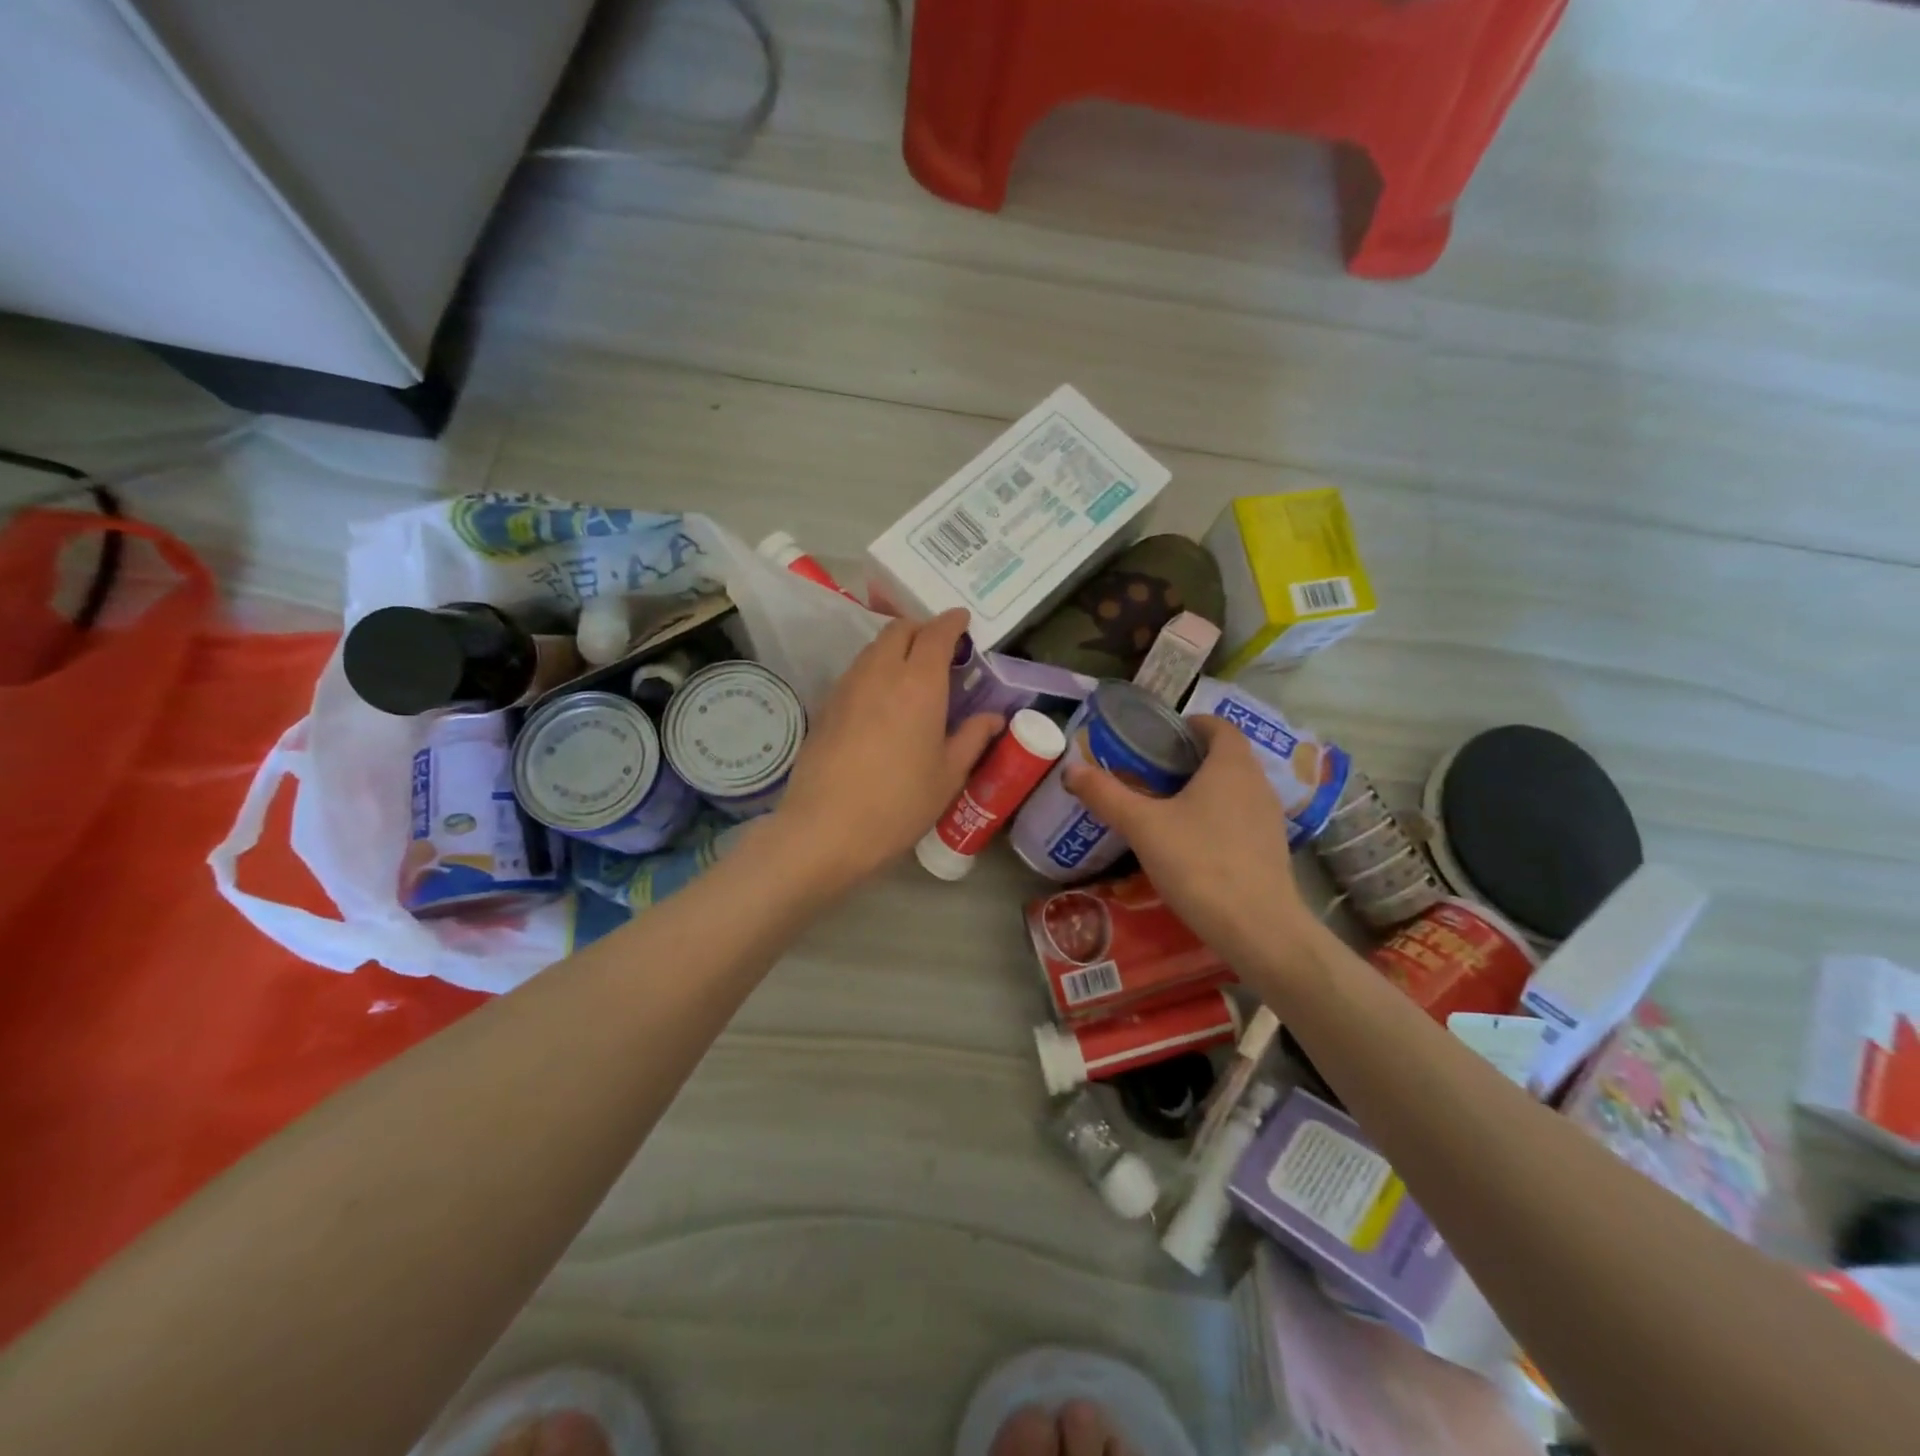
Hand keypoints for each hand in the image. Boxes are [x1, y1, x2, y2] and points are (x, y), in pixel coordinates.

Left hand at [770, 608, 1000, 889]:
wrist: (826, 828)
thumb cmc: (899, 803)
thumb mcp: (948, 775)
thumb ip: (972, 738)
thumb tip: (993, 718)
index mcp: (919, 682)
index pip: (937, 633)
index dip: (952, 622)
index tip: (963, 621)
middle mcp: (881, 672)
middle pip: (900, 629)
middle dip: (922, 629)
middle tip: (939, 650)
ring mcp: (847, 686)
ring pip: (873, 649)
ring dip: (895, 649)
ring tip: (911, 675)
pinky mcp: (826, 705)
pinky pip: (855, 672)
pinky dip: (874, 671)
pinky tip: (881, 702)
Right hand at [1064, 715, 1311, 970]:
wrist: (1258, 929)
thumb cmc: (1200, 863)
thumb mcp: (1143, 826)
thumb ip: (1106, 794)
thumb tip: (1071, 770)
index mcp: (1231, 765)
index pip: (1218, 726)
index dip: (1189, 724)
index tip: (1157, 737)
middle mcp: (1257, 783)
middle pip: (1225, 756)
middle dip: (1189, 758)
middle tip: (1149, 771)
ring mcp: (1269, 818)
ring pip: (1234, 788)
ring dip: (1203, 788)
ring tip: (1164, 805)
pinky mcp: (1271, 849)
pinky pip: (1240, 817)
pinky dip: (1215, 816)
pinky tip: (1189, 842)